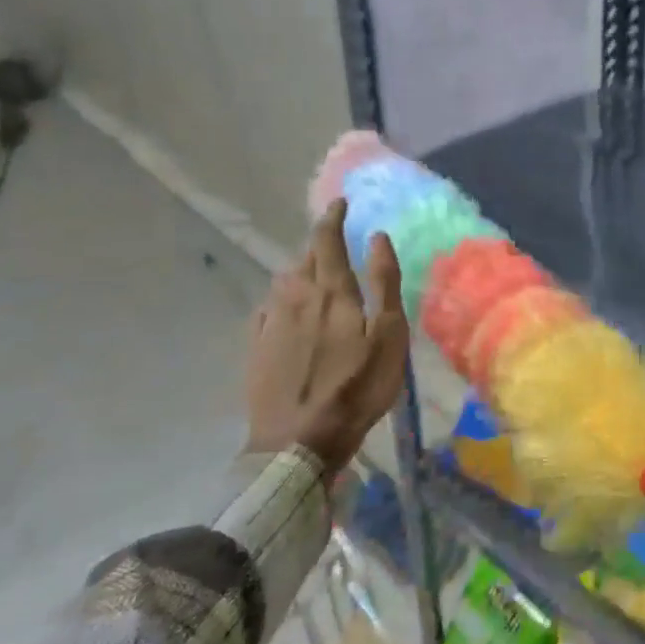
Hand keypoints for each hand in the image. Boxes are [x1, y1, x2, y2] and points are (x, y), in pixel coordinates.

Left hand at [244, 199, 408, 474]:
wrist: (298, 441)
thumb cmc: (356, 387)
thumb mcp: (388, 335)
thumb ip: (384, 283)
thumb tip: (376, 237)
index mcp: (331, 291)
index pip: (327, 240)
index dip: (332, 217)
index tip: (340, 202)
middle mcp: (296, 297)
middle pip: (305, 259)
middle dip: (320, 245)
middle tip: (336, 242)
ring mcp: (271, 323)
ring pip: (285, 282)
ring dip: (302, 271)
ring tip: (317, 277)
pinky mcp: (256, 348)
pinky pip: (269, 309)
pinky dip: (283, 300)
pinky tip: (288, 311)